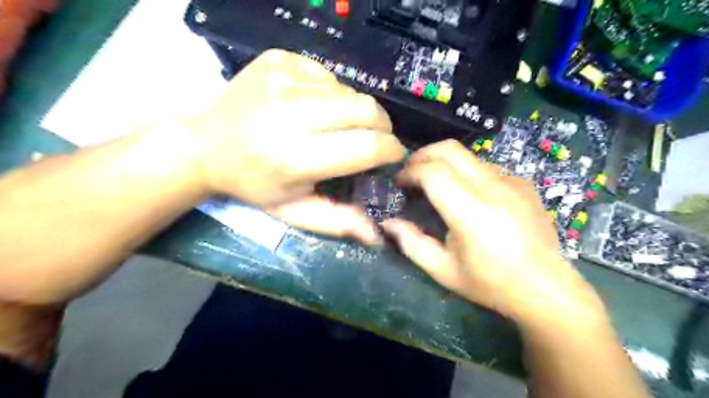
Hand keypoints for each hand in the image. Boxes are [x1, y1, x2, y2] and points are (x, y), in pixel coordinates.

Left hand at [182, 50, 404, 241]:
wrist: (204, 143)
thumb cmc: (253, 183)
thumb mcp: (293, 211)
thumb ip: (337, 222)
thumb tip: (377, 235)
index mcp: (295, 156)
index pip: (366, 146)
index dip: (390, 150)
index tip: (393, 156)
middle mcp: (290, 112)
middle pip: (366, 109)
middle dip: (382, 127)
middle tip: (374, 139)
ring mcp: (282, 78)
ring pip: (349, 90)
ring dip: (354, 111)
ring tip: (337, 126)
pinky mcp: (278, 59)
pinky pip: (327, 75)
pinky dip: (332, 93)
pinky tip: (314, 107)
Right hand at [383, 141, 603, 326]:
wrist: (546, 288)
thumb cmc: (490, 283)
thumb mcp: (443, 270)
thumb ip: (411, 243)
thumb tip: (388, 222)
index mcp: (470, 211)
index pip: (432, 171)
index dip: (410, 171)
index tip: (400, 184)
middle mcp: (492, 187)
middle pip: (449, 149)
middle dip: (423, 155)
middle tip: (411, 173)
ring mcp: (512, 181)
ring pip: (468, 155)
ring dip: (444, 163)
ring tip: (436, 184)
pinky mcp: (524, 183)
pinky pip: (486, 166)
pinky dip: (466, 172)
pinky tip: (468, 195)